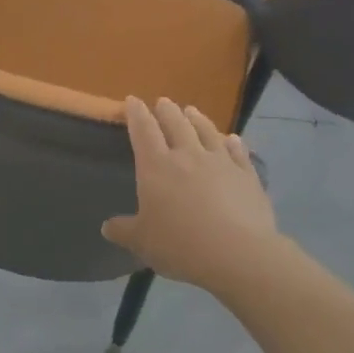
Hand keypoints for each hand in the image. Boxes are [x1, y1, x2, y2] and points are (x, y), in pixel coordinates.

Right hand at [102, 96, 280, 294]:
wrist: (237, 253)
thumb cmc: (180, 244)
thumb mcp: (142, 242)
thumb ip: (123, 231)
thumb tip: (106, 227)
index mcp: (156, 166)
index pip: (143, 131)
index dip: (136, 114)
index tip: (132, 100)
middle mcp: (188, 155)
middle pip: (176, 124)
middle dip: (166, 110)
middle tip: (163, 101)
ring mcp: (220, 162)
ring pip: (207, 131)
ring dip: (197, 119)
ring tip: (191, 110)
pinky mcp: (247, 175)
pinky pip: (238, 152)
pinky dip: (233, 143)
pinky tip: (232, 139)